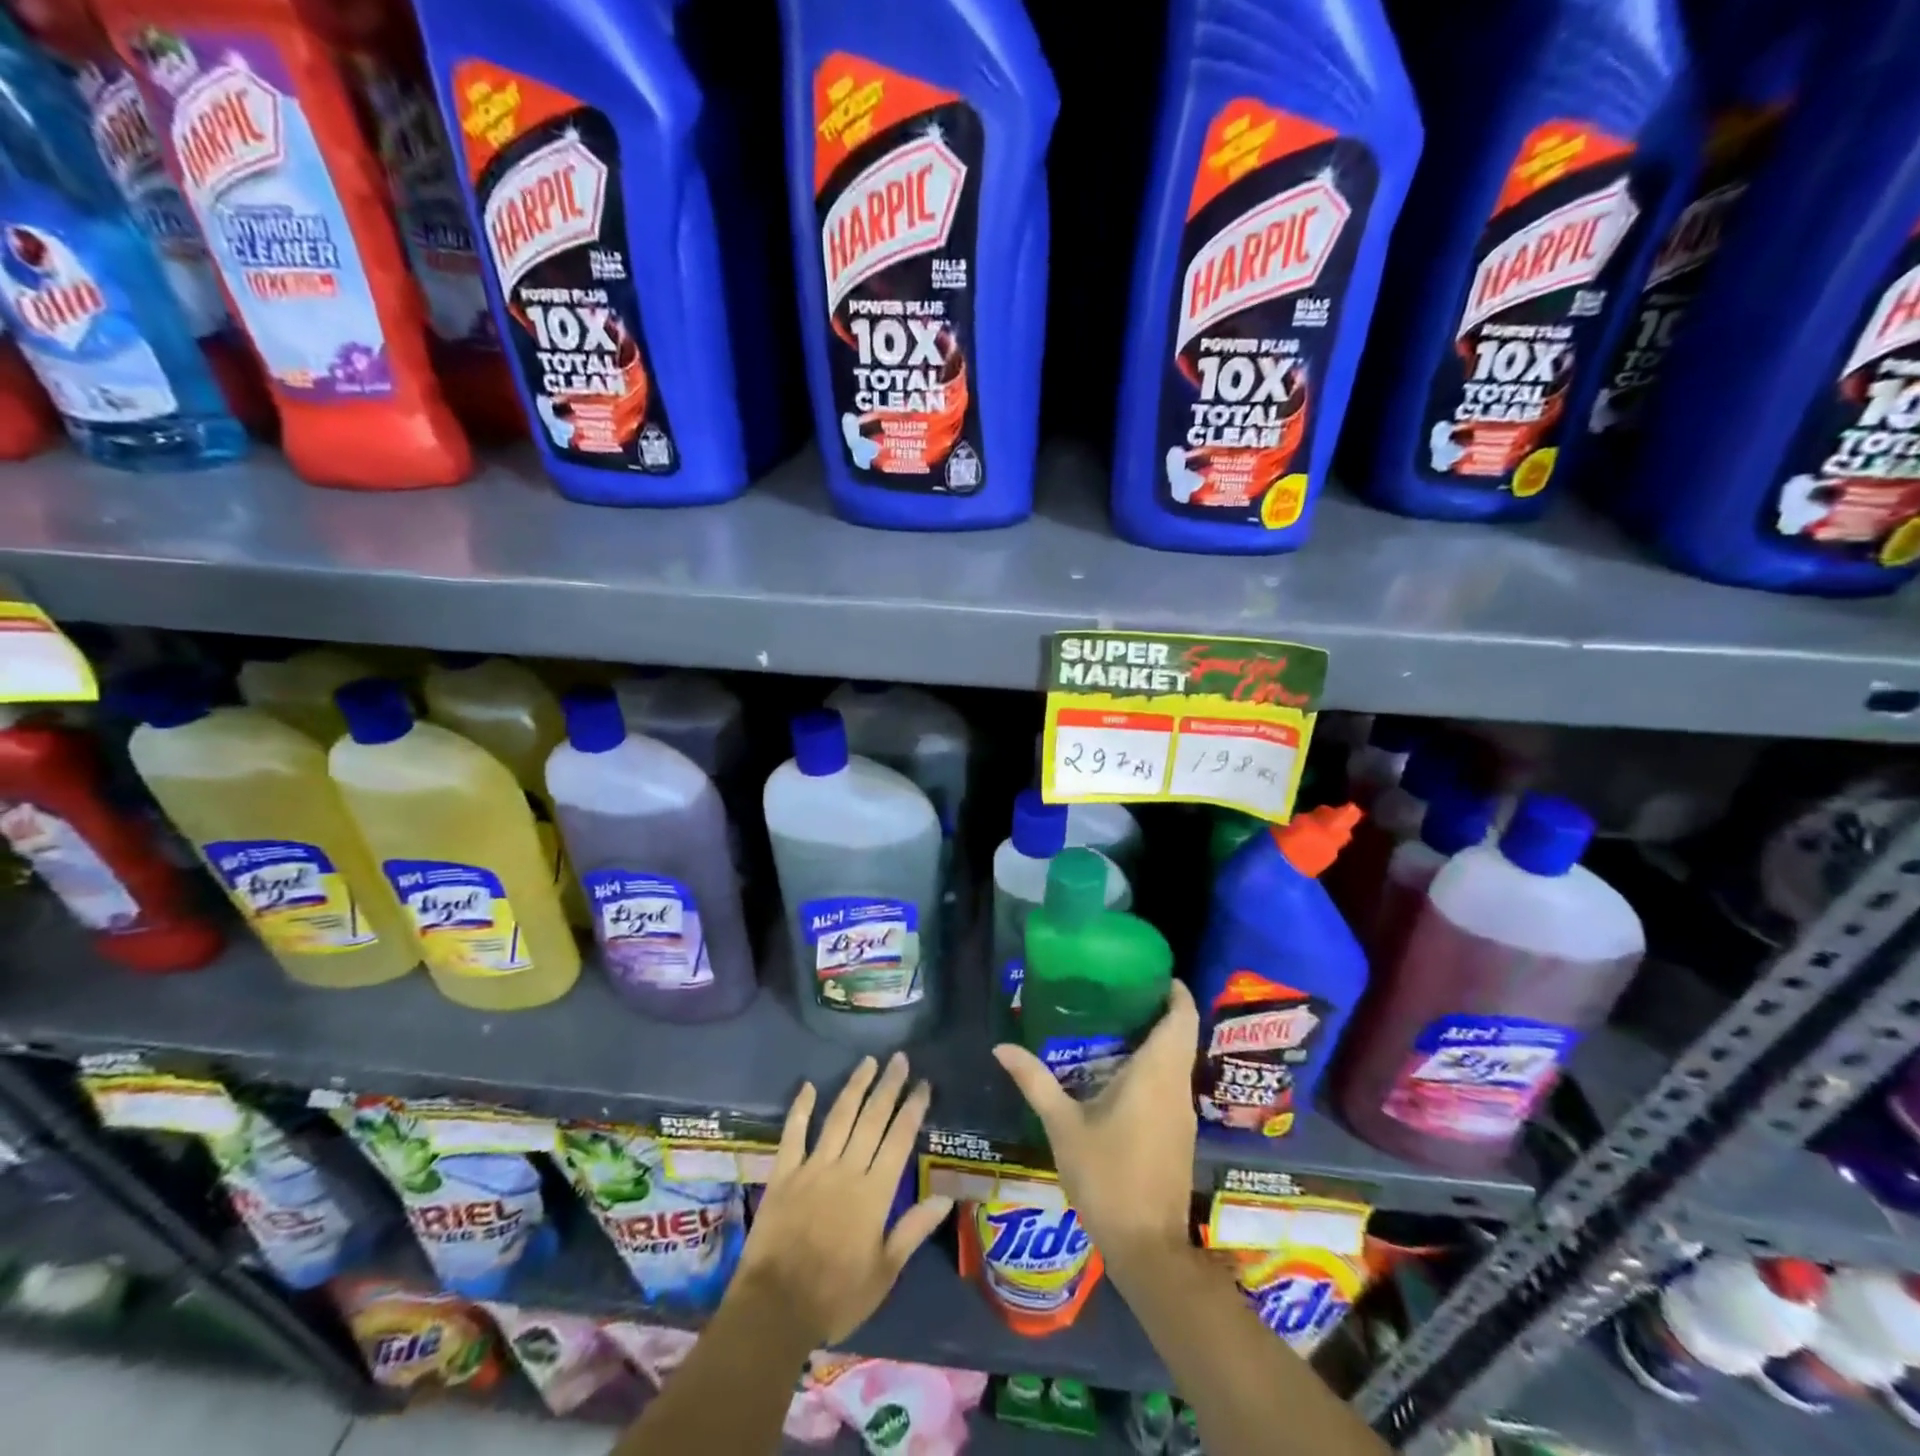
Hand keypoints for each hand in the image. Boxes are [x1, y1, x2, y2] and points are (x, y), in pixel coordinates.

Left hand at [731, 1052, 954, 1345]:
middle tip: (899, 1059)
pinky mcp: (784, 1175)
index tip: (923, 1084)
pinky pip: (793, 1134)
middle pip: (871, 1119)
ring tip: (868, 1062)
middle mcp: (846, 1170)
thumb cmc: (836, 1297)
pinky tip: (808, 1086)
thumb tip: (946, 1197)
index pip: (899, 1140)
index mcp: (874, 1193)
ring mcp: (813, 1168)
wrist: (775, 1310)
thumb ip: (913, 1229)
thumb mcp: (884, 1272)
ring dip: (855, 1087)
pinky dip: (801, 1109)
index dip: (912, 1109)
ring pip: (839, 1117)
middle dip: (888, 1087)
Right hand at [992, 980, 1198, 1265]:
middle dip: (1158, 1009)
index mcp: (1156, 1074)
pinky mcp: (1180, 1134)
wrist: (1147, 1247)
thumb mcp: (1063, 1126)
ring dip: (1157, 1038)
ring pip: (1178, 1060)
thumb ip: (1035, 1081)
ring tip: (1114, 1023)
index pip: (1182, 1017)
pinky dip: (1155, 1066)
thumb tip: (1001, 1047)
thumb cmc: (1107, 1177)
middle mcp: (1176, 1086)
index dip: (1174, 990)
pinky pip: (1172, 1083)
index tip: (1150, 972)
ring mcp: (1182, 1112)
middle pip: (1181, 1034)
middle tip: (1118, 992)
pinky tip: (1120, 1071)